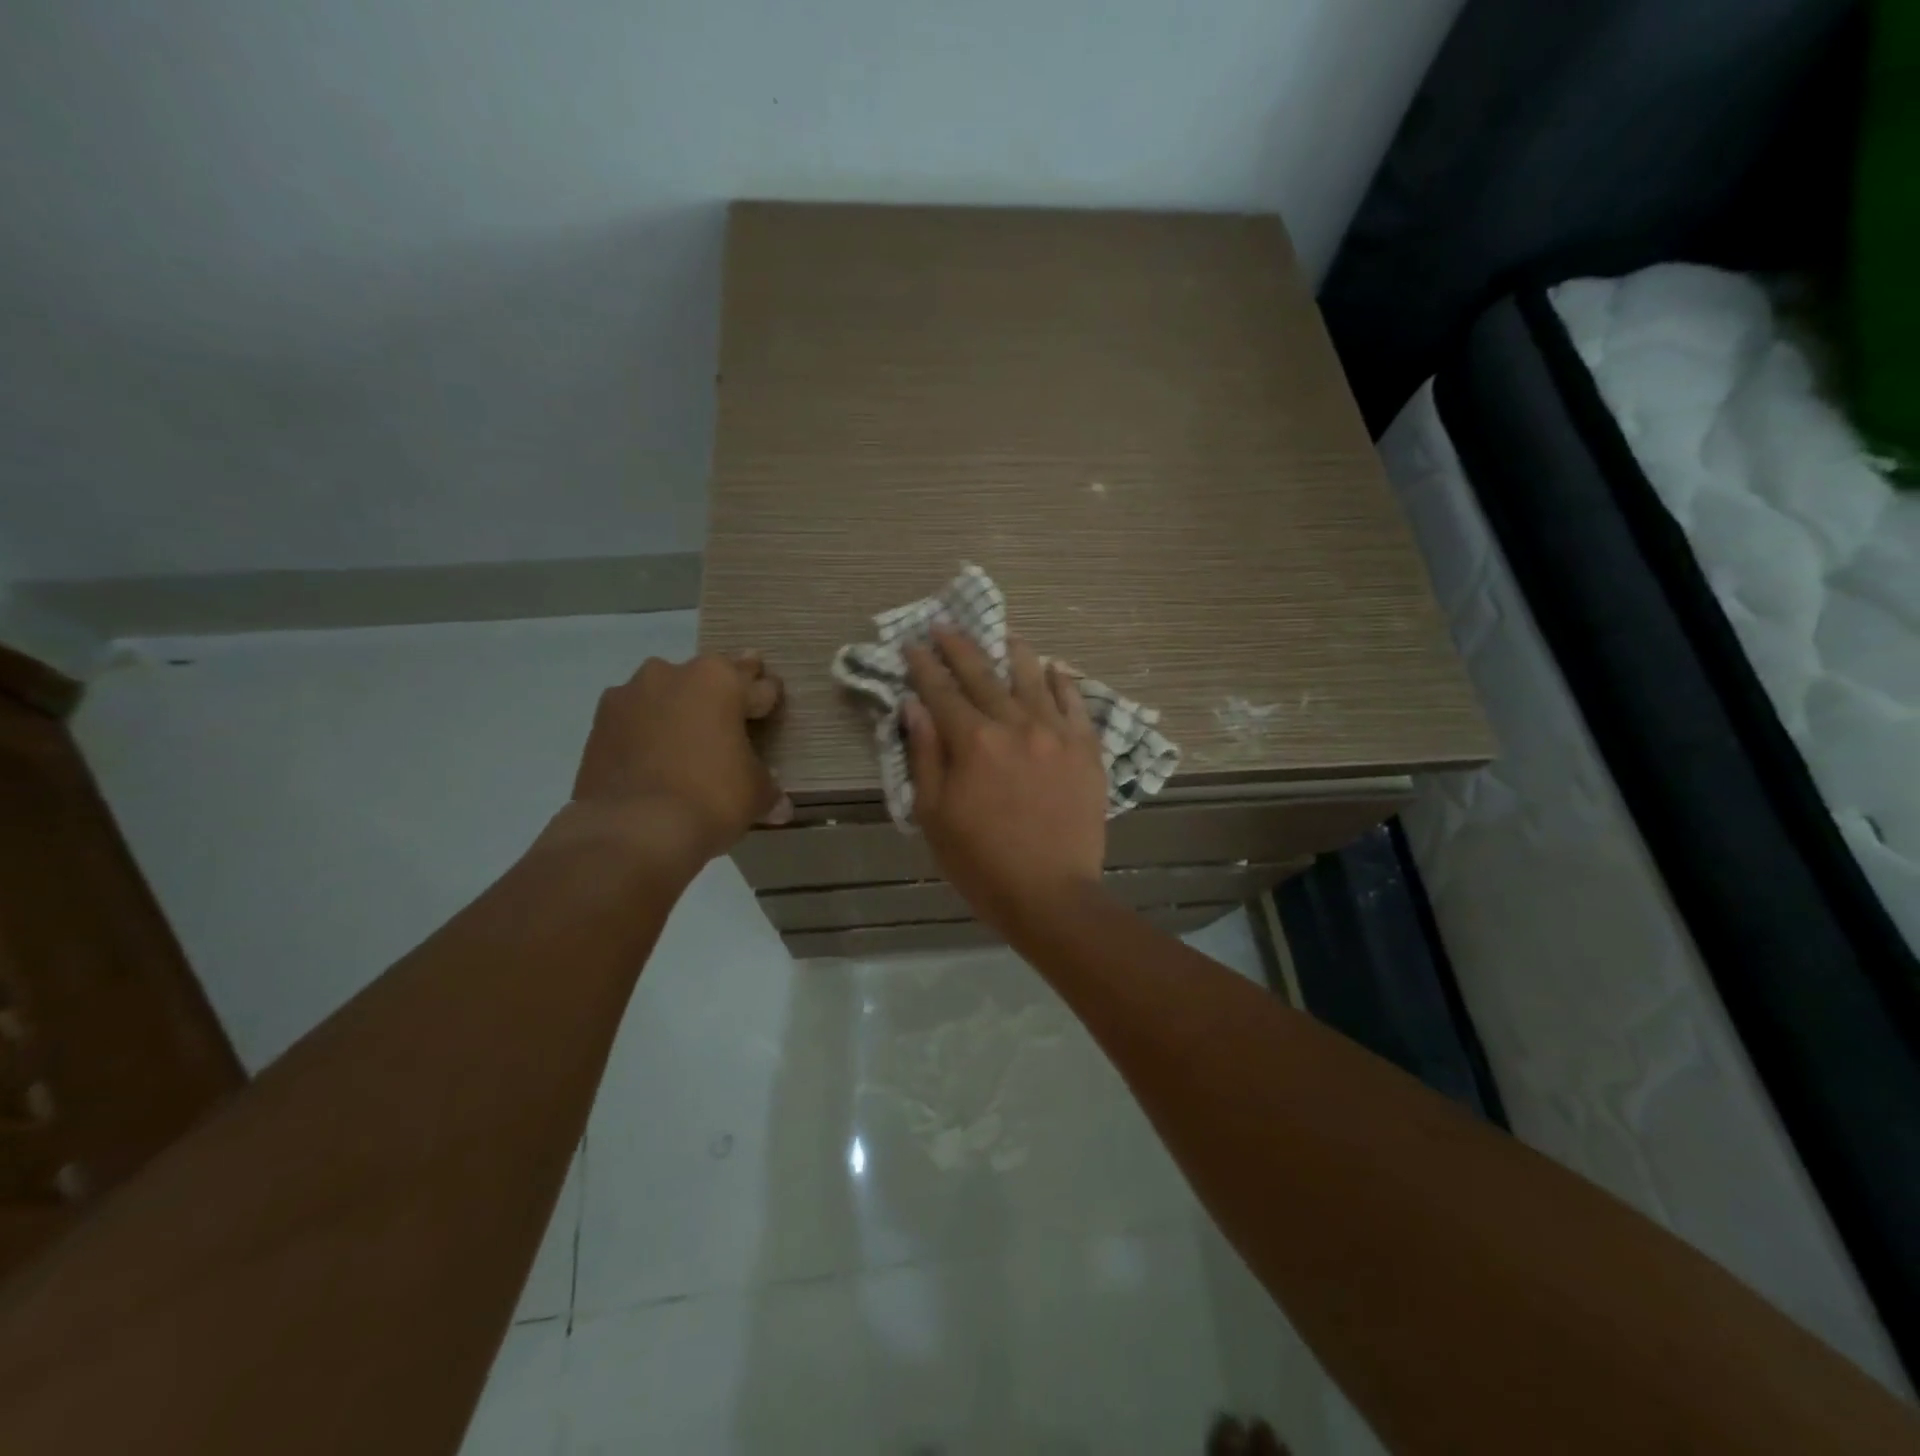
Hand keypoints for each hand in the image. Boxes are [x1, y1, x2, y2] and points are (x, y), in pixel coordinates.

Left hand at [569, 652, 791, 866]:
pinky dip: (646, 732)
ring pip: (666, 694)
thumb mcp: (755, 794)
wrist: (633, 830)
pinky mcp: (599, 723)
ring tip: (687, 741)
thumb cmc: (710, 797)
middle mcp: (673, 674)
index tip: (771, 711)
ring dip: (679, 710)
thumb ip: (767, 787)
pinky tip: (654, 759)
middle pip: (709, 678)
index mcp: (720, 680)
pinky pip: (635, 720)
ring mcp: (630, 695)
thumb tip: (780, 805)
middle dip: (723, 695)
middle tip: (734, 715)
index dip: (768, 701)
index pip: (758, 686)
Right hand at [903, 628, 1107, 934]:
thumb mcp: (934, 814)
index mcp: (972, 742)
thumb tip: (914, 706)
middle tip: (946, 625)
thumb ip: (925, 755)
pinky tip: (1055, 668)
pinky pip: (1075, 703)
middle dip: (960, 648)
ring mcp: (1055, 733)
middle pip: (983, 675)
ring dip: (1013, 653)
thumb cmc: (981, 862)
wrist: (1050, 893)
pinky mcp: (1085, 749)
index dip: (923, 666)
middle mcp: (1014, 725)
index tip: (912, 644)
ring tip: (1004, 635)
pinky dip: (1062, 682)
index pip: (941, 692)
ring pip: (1032, 678)